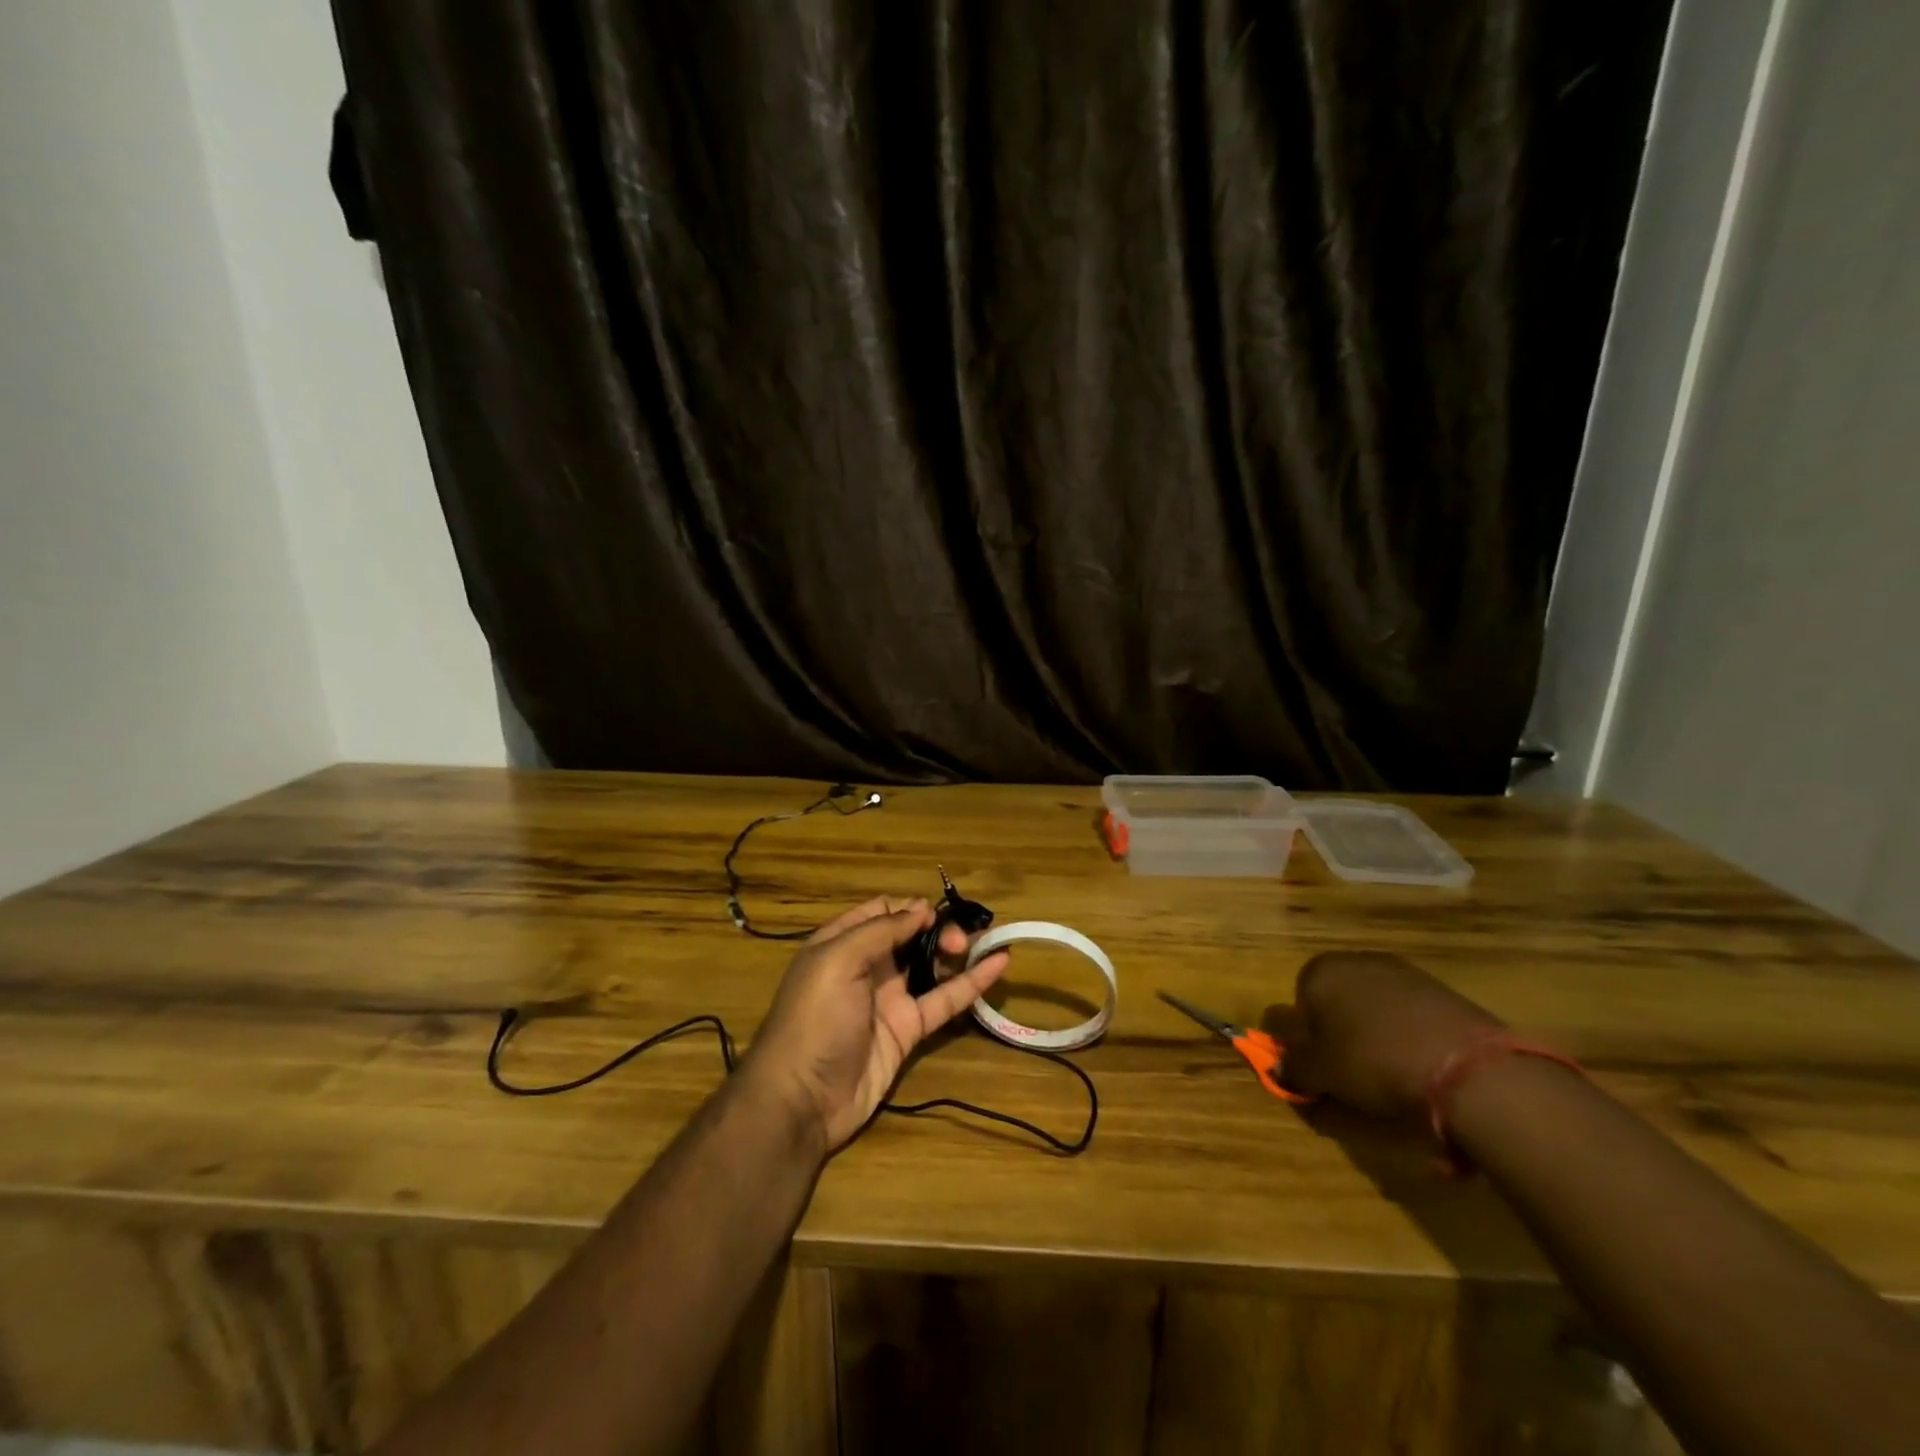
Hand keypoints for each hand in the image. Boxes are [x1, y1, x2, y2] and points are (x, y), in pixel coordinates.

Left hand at [743, 897, 1010, 1152]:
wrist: (802, 1099)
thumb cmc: (814, 1018)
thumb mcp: (837, 961)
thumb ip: (881, 931)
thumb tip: (921, 908)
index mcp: (842, 943)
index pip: (882, 912)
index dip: (911, 908)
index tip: (936, 913)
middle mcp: (867, 967)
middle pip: (911, 936)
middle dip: (939, 929)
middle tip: (959, 939)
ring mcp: (890, 999)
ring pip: (931, 965)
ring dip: (958, 950)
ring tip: (985, 941)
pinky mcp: (909, 1030)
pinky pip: (944, 1000)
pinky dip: (972, 982)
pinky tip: (999, 964)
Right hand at [1266, 952, 1501, 1118]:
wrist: (1466, 1067)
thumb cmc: (1372, 1062)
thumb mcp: (1321, 1074)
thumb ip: (1292, 1067)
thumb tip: (1278, 1067)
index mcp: (1319, 972)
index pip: (1296, 1003)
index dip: (1305, 1038)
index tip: (1320, 1068)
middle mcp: (1356, 961)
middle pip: (1336, 1000)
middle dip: (1340, 1031)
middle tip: (1352, 1072)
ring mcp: (1402, 971)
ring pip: (1374, 1006)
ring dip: (1375, 1032)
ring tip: (1391, 1073)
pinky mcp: (1440, 989)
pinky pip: (1409, 1013)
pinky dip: (1409, 1034)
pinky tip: (1421, 1064)